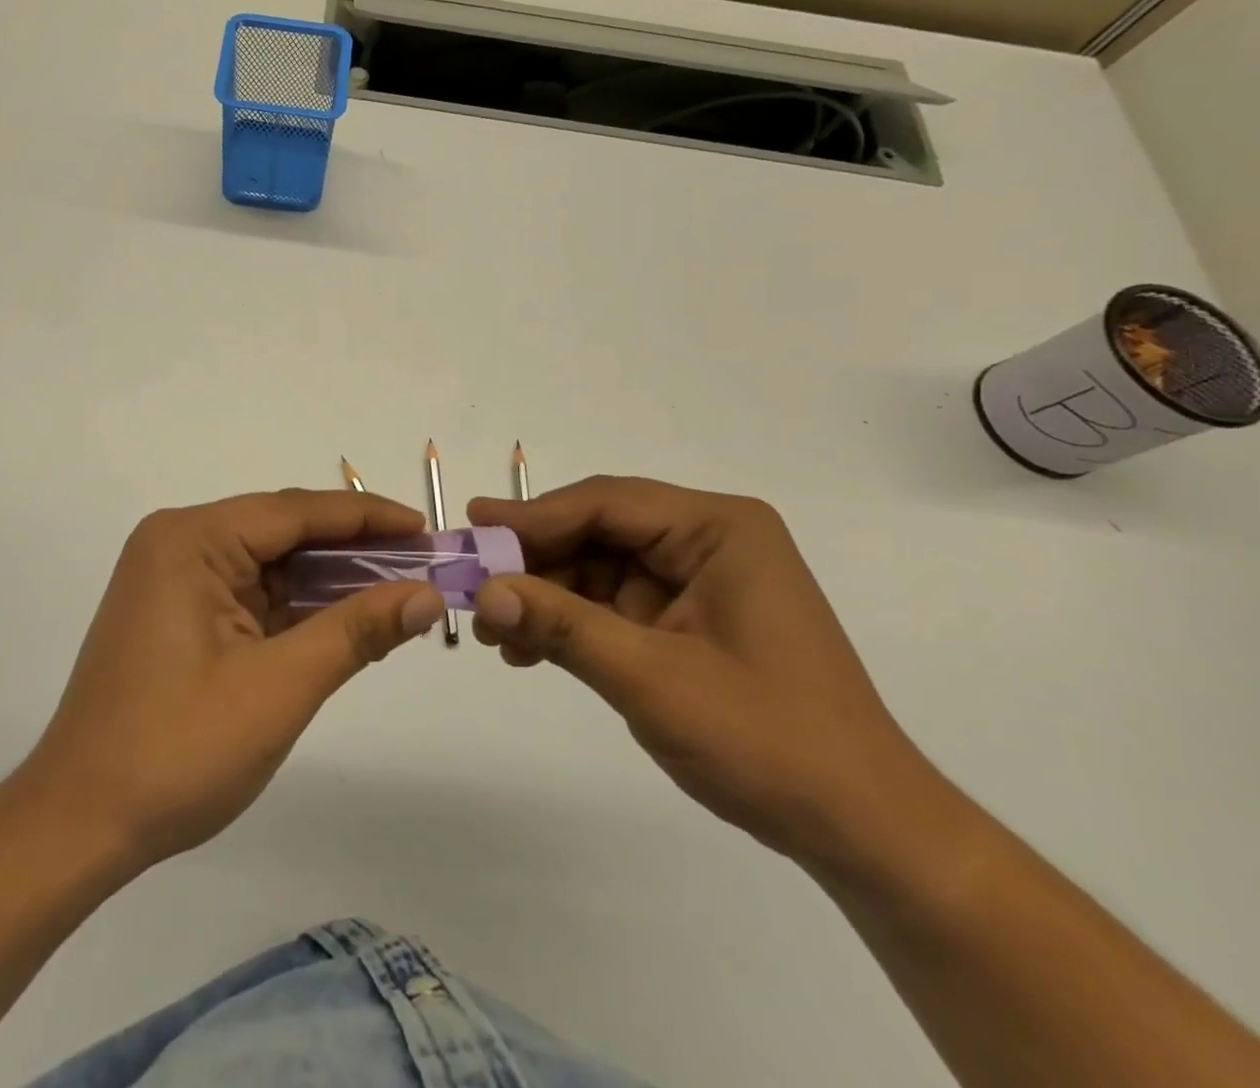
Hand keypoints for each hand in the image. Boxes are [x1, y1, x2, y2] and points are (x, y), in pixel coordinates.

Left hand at [21, 490, 445, 871]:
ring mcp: (174, 579)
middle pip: (282, 532)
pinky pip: (249, 594)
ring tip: (396, 591)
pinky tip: (342, 618)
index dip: (367, 518)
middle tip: (422, 565)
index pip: (296, 511)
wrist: (79, 824)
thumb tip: (427, 595)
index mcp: (193, 540)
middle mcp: (179, 543)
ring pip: (268, 564)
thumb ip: (356, 630)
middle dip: (352, 550)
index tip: (426, 529)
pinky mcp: (176, 614)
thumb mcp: (279, 686)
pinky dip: (295, 607)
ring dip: (327, 581)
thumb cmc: (178, 749)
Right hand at [467, 477, 936, 869]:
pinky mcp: (687, 619)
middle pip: (597, 531)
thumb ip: (562, 627)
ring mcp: (697, 580)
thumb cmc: (769, 740)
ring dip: (545, 597)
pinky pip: (611, 604)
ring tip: (495, 633)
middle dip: (535, 562)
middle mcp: (708, 540)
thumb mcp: (652, 678)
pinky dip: (569, 623)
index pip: (606, 503)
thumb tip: (483, 591)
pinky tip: (528, 649)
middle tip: (474, 586)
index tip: (473, 526)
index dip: (533, 516)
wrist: (862, 830)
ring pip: (596, 568)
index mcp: (718, 529)